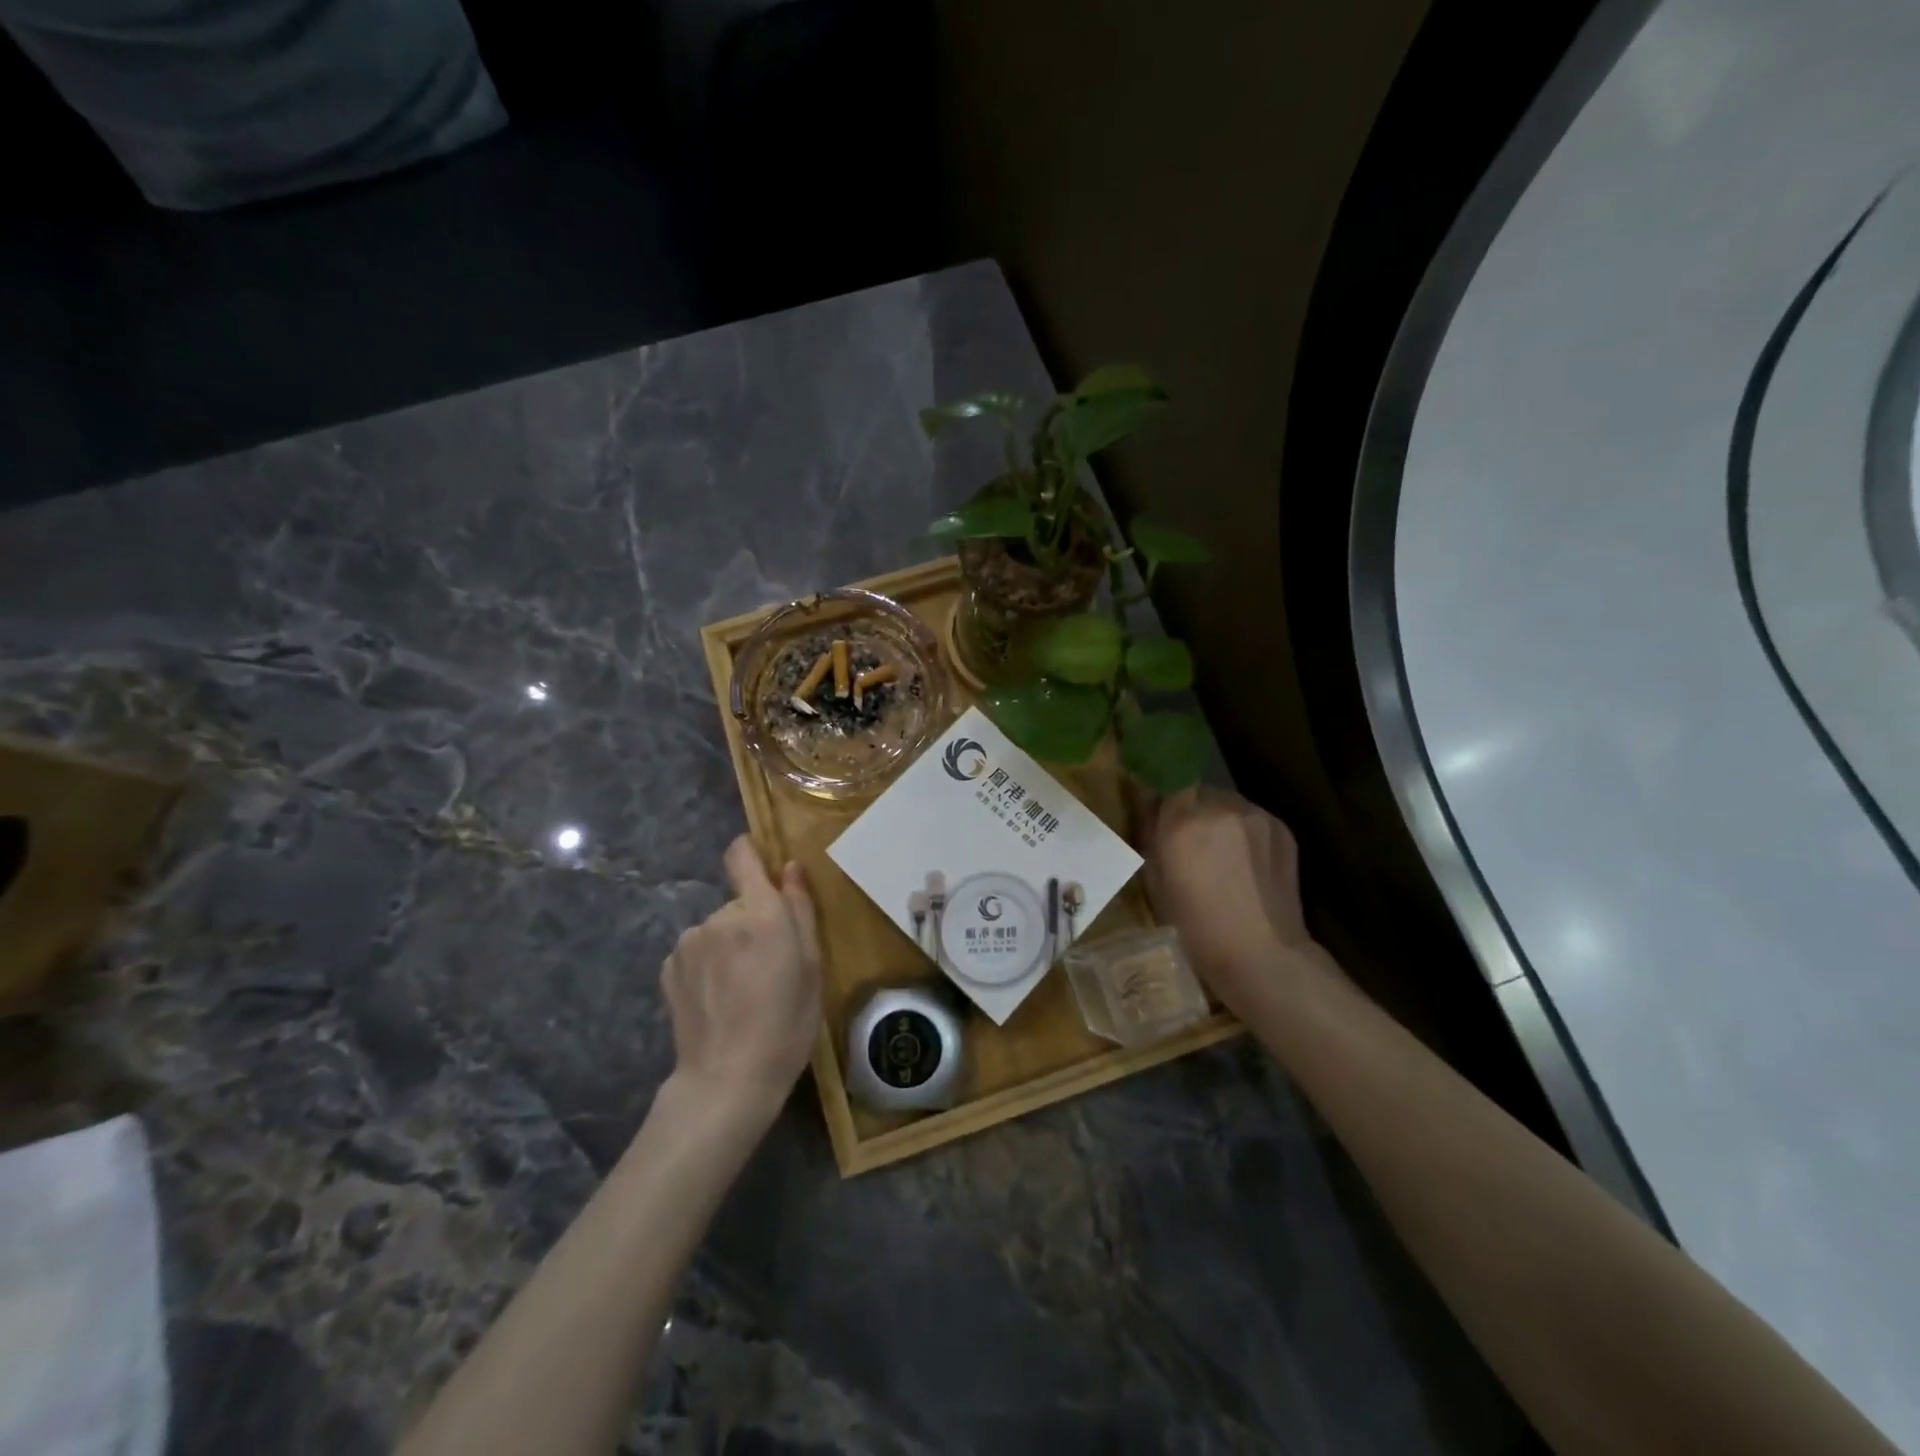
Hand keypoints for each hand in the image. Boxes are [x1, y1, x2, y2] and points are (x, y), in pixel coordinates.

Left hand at [662, 836, 822, 1120]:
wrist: (727, 1080)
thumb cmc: (786, 1023)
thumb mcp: (811, 966)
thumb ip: (800, 910)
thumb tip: (790, 867)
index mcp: (759, 912)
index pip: (741, 856)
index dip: (750, 853)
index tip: (762, 868)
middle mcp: (718, 917)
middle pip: (738, 904)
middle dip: (752, 923)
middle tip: (769, 966)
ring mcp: (688, 942)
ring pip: (716, 930)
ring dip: (728, 947)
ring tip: (742, 990)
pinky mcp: (668, 969)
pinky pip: (696, 953)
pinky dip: (707, 967)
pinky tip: (717, 1000)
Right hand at [1138, 786, 1321, 1016]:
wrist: (1262, 954)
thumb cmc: (1196, 927)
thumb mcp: (1156, 883)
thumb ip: (1152, 838)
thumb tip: (1153, 814)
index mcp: (1184, 821)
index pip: (1170, 780)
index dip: (1165, 795)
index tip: (1161, 812)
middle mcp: (1221, 808)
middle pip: (1201, 792)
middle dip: (1194, 811)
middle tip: (1191, 842)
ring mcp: (1257, 816)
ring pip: (1229, 805)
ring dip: (1221, 821)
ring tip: (1223, 856)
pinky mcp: (1283, 829)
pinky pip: (1253, 820)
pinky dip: (1245, 833)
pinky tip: (1246, 865)